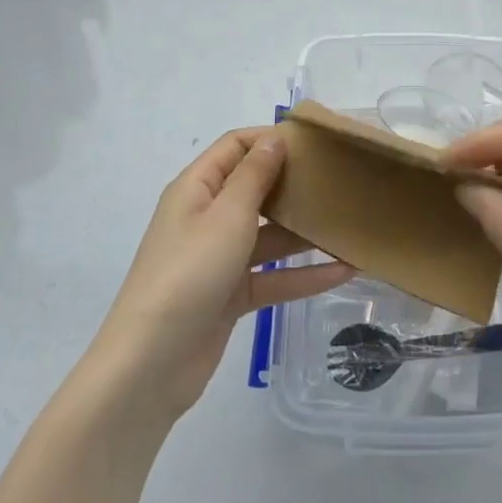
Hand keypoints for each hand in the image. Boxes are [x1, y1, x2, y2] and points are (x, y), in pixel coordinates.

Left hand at [93, 129, 354, 420]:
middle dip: (294, 183)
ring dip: (306, 232)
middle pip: (255, 189)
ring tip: (351, 224)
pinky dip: (304, 274)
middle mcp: (207, 218)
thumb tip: (274, 138)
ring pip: (269, 235)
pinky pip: (273, 276)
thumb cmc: (188, 273)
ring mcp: (219, 259)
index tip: (314, 142)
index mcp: (197, 189)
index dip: (270, 139)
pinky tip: (345, 271)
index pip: (235, 147)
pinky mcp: (232, 296)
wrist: (150, 364)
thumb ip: (255, 176)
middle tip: (339, 179)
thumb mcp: (226, 216)